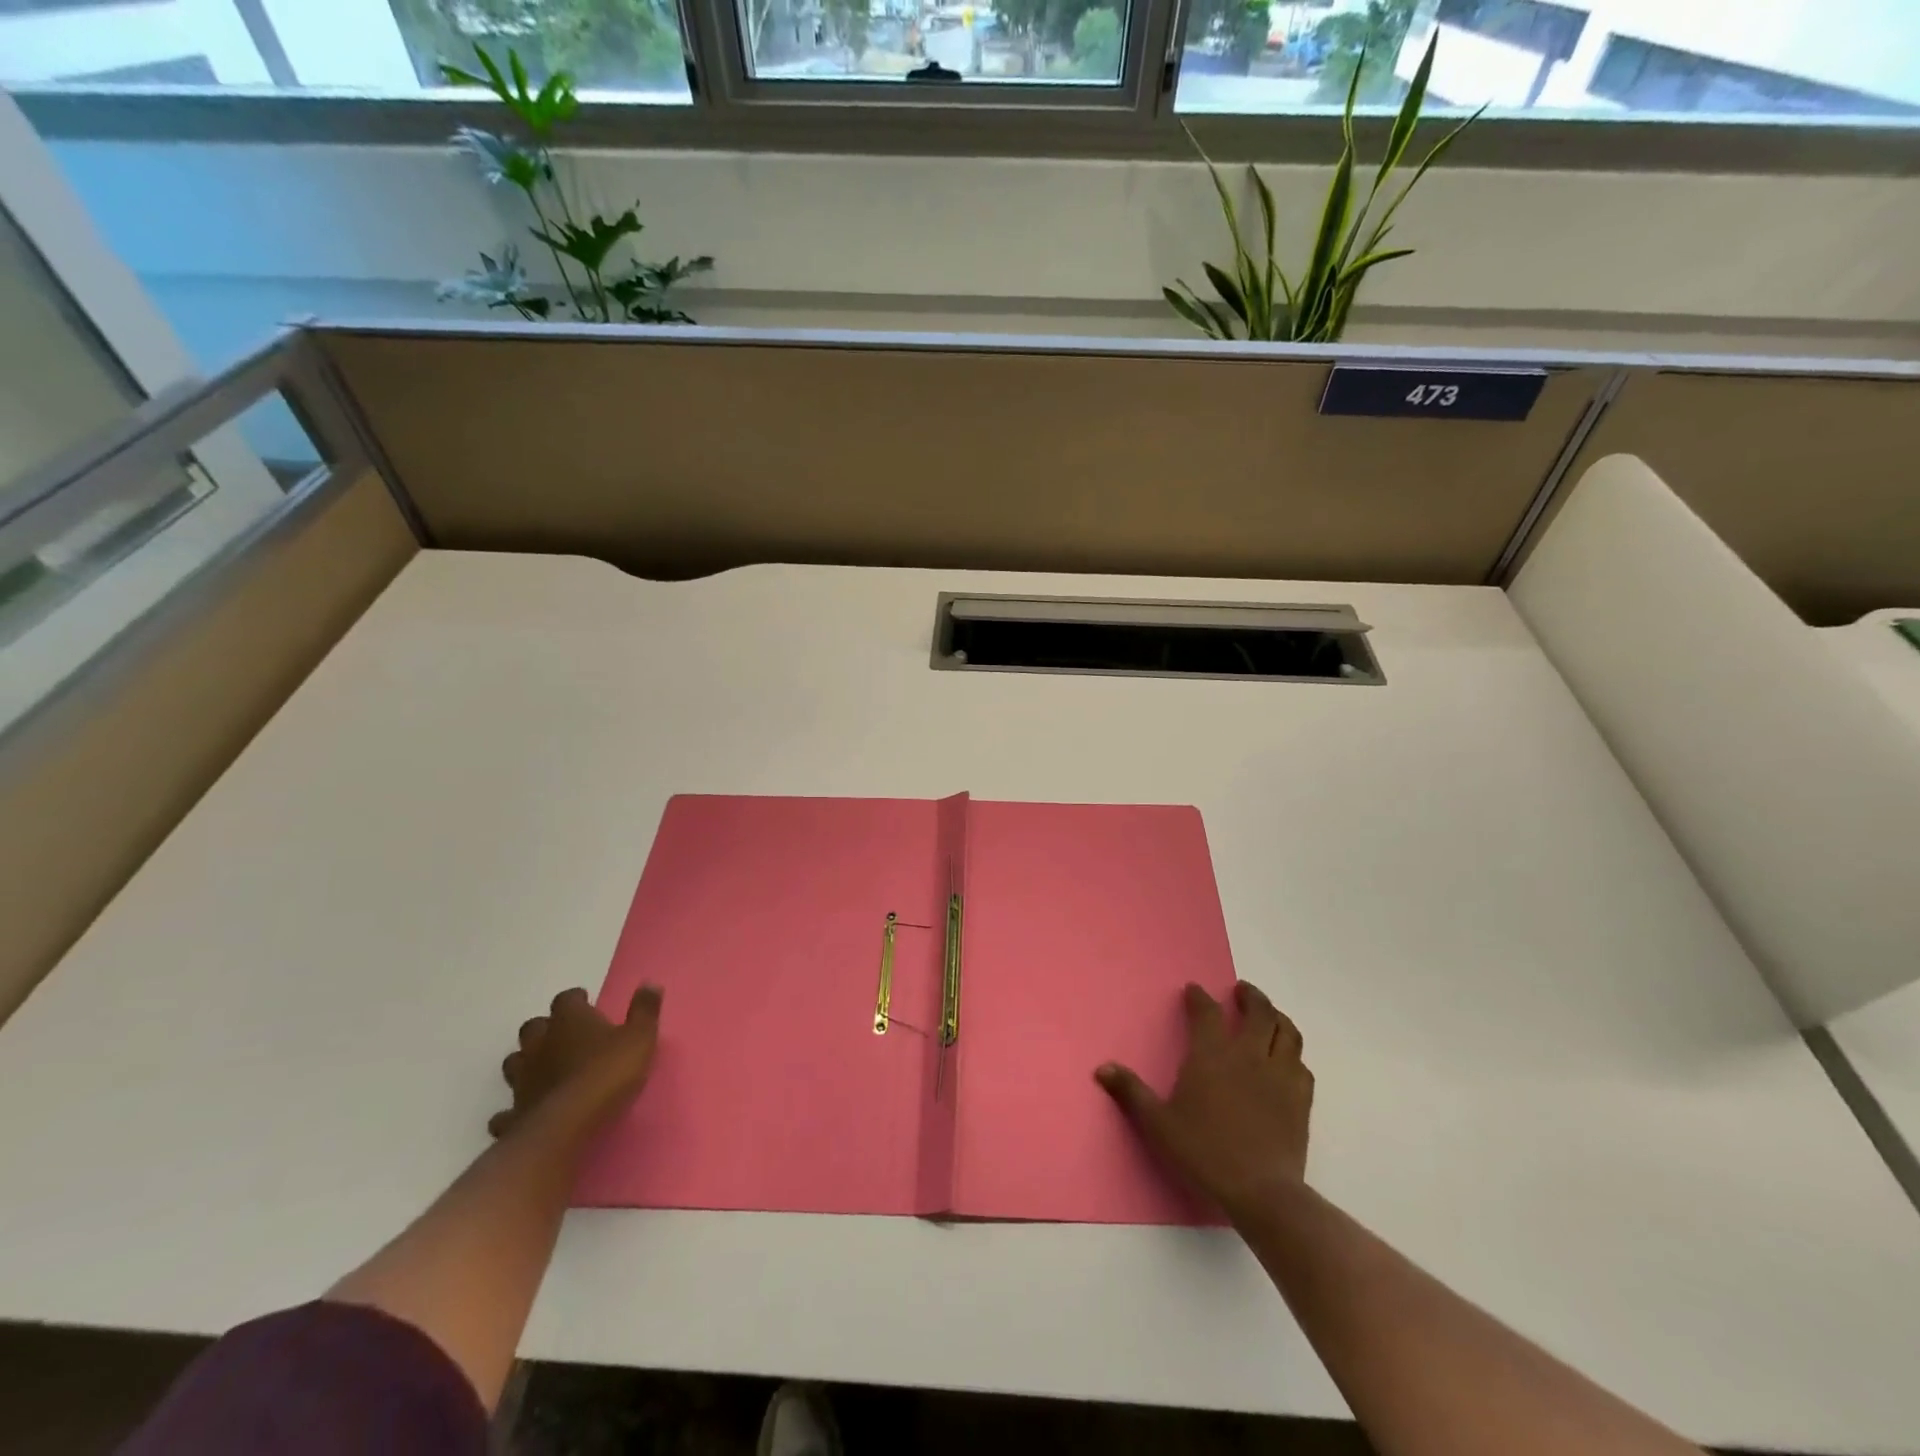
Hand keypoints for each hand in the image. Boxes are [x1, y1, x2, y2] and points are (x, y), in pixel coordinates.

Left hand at [489, 985, 661, 1138]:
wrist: (568, 1125)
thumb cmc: (608, 1073)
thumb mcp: (640, 1037)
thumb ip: (644, 1010)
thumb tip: (650, 983)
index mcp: (570, 1021)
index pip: (567, 999)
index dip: (576, 1000)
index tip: (586, 1003)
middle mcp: (541, 1044)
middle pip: (533, 1027)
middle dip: (545, 1028)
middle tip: (564, 1035)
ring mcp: (523, 1079)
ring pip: (515, 1062)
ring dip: (527, 1063)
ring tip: (544, 1070)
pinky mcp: (514, 1113)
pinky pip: (506, 1111)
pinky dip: (513, 1110)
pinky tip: (525, 1113)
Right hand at [1097, 981, 1312, 1222]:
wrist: (1261, 1191)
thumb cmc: (1204, 1152)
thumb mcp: (1158, 1124)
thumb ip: (1131, 1092)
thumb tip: (1102, 1068)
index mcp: (1211, 1055)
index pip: (1207, 1012)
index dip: (1199, 997)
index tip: (1194, 990)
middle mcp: (1248, 1055)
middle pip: (1258, 1012)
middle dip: (1250, 996)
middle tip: (1241, 991)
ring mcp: (1279, 1075)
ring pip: (1287, 1032)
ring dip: (1277, 1017)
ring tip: (1269, 1015)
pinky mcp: (1301, 1098)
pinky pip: (1302, 1065)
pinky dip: (1293, 1054)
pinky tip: (1287, 1059)